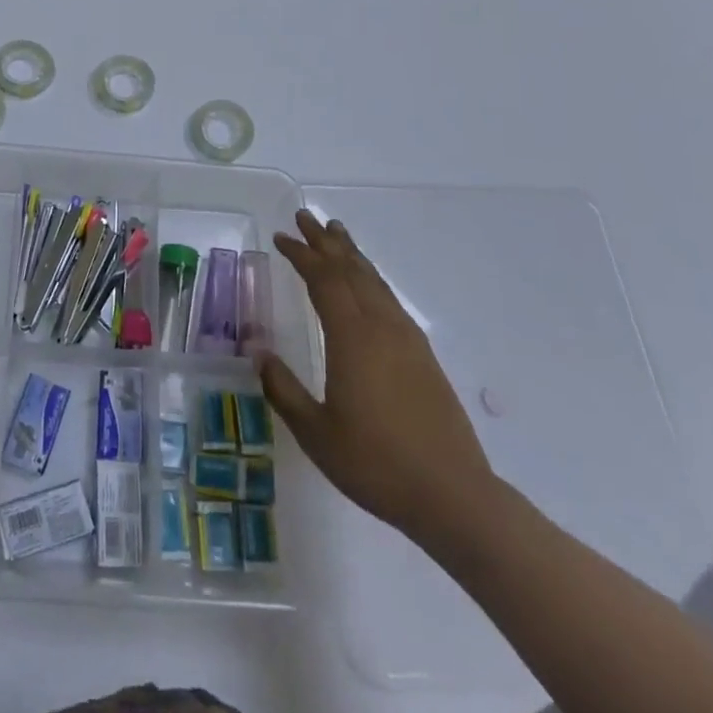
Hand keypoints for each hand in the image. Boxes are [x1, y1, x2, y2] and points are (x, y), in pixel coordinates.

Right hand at [258, 210, 497, 544]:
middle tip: (305, 217)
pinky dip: (372, 280)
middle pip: (351, 270)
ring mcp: (407, 340)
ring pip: (375, 282)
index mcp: (352, 338)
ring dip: (352, 255)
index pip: (323, 280)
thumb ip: (283, 389)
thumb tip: (258, 353)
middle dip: (325, 242)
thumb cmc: (376, 463)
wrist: (453, 496)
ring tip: (337, 235)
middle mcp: (381, 327)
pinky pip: (390, 301)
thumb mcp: (316, 432)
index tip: (281, 237)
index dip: (301, 255)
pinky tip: (369, 287)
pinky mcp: (424, 357)